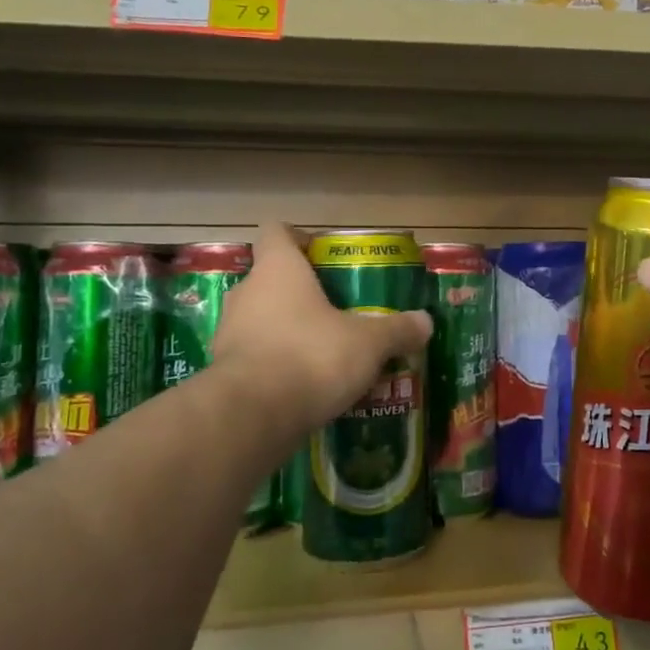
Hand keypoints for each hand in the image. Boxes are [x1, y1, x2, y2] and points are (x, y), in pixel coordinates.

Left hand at [210, 223, 432, 430]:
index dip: (298, 238)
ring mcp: (228, 333)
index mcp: (279, 270)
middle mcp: (247, 293)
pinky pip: (255, 358)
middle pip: (271, 279)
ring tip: (324, 352)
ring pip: (261, 320)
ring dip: (287, 331)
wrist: (252, 417)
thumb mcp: (369, 343)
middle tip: (336, 311)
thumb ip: (397, 330)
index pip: (276, 232)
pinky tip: (304, 386)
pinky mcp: (223, 372)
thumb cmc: (312, 356)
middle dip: (301, 293)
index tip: (322, 255)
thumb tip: (425, 322)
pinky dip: (275, 366)